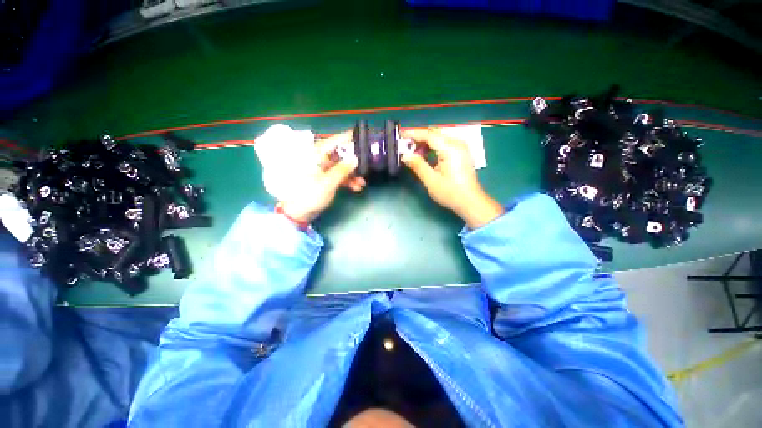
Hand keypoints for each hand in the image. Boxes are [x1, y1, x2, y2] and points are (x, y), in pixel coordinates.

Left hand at [279, 132, 364, 223]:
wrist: (299, 213)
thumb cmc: (310, 195)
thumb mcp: (328, 182)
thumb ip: (343, 169)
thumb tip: (355, 158)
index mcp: (315, 155)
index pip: (333, 141)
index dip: (347, 138)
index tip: (361, 136)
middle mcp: (318, 159)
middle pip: (339, 155)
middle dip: (353, 162)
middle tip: (366, 166)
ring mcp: (321, 169)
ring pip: (340, 167)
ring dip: (352, 174)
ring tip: (362, 183)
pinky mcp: (324, 178)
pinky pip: (338, 175)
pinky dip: (347, 180)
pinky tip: (356, 187)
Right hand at [402, 128, 503, 228]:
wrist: (470, 202)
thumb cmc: (451, 193)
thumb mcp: (431, 180)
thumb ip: (418, 165)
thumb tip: (404, 155)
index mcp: (450, 149)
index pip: (429, 135)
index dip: (414, 134)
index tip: (401, 136)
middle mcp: (457, 143)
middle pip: (434, 133)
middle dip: (419, 138)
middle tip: (405, 146)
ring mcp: (460, 147)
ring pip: (439, 138)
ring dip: (425, 143)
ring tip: (413, 153)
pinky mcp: (461, 153)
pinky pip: (444, 144)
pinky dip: (433, 147)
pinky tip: (425, 156)